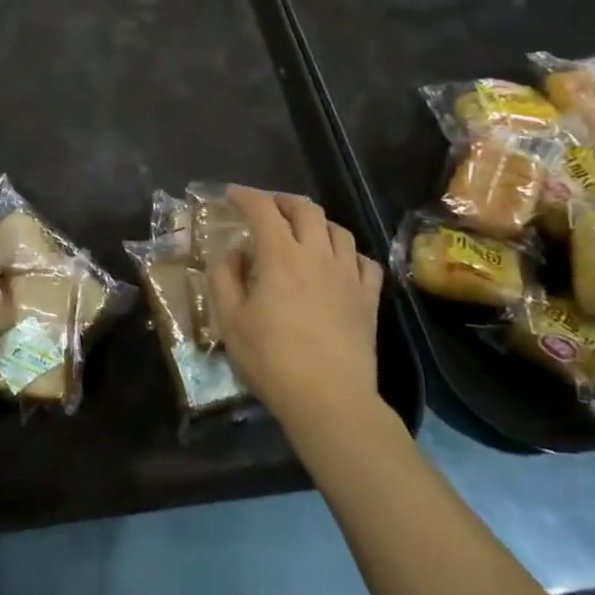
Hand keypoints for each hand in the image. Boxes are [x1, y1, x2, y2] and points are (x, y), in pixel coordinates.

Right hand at [209, 186, 385, 422]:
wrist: (329, 399)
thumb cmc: (271, 359)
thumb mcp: (230, 320)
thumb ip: (225, 278)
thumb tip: (234, 254)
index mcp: (280, 256)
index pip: (263, 209)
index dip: (246, 196)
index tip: (232, 195)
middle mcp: (317, 255)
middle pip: (306, 209)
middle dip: (283, 201)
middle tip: (267, 208)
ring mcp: (348, 276)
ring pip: (338, 230)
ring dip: (316, 222)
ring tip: (302, 231)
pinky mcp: (369, 299)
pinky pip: (365, 261)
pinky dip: (348, 253)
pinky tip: (338, 263)